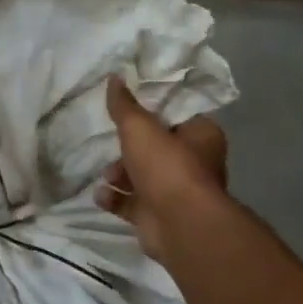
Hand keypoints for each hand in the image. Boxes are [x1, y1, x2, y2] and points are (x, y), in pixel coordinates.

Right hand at [96, 75, 228, 257]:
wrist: (179, 225)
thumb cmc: (167, 168)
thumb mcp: (140, 128)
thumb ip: (124, 105)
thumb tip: (114, 77)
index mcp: (200, 136)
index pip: (174, 117)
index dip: (149, 113)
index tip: (124, 111)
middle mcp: (192, 163)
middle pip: (153, 148)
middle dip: (127, 150)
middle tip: (113, 149)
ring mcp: (175, 193)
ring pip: (140, 176)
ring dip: (118, 175)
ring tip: (107, 177)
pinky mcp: (157, 216)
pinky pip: (130, 202)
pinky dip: (114, 198)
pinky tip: (102, 196)